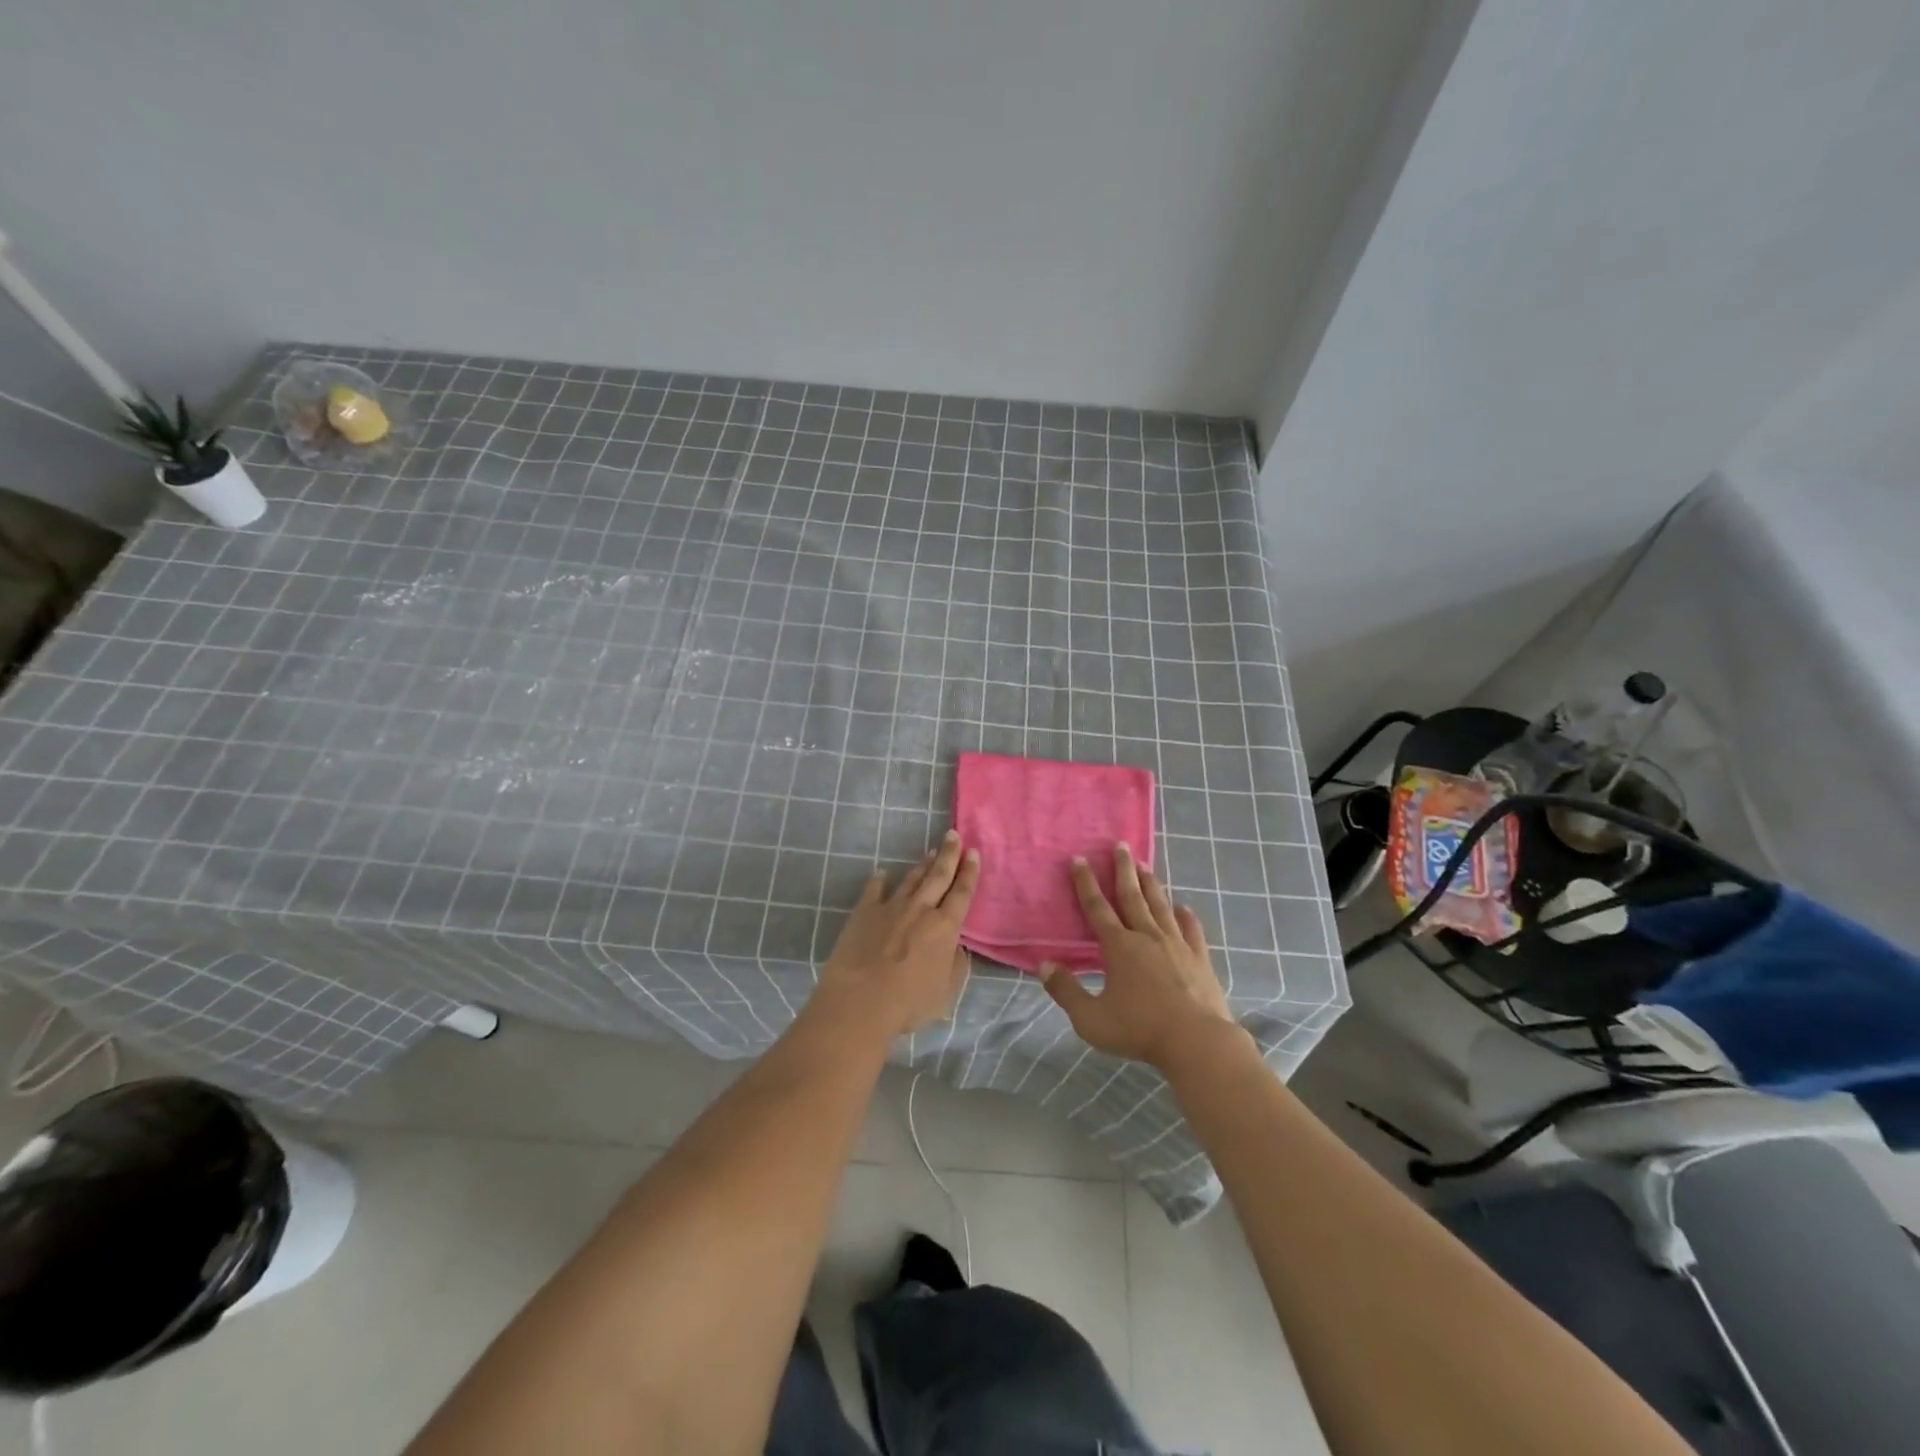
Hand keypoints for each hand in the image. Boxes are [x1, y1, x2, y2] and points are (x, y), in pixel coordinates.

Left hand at [817, 831, 979, 1036]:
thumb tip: (957, 948)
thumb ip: (956, 966)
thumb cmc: (908, 1002)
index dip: (969, 872)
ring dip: (922, 865)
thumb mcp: (946, 992)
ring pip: (911, 880)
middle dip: (949, 854)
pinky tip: (882, 872)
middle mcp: (921, 909)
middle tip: (954, 835)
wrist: (860, 1000)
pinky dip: (879, 880)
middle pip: (938, 876)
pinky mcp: (864, 912)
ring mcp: (890, 907)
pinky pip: (874, 889)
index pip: (962, 893)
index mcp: (945, 927)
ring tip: (930, 852)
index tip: (973, 853)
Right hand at [1040, 842, 1241, 1070]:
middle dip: (1123, 869)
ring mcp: (1177, 945)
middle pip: (1132, 896)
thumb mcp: (1090, 1018)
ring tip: (1145, 865)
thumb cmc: (1139, 1030)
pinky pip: (1191, 930)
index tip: (1080, 859)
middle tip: (1120, 845)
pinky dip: (1186, 916)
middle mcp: (1147, 936)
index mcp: (1119, 946)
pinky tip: (1184, 907)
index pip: (1097, 907)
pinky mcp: (1200, 958)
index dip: (1086, 883)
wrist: (1197, 1042)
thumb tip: (1044, 965)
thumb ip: (1066, 991)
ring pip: (1160, 906)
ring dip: (1151, 884)